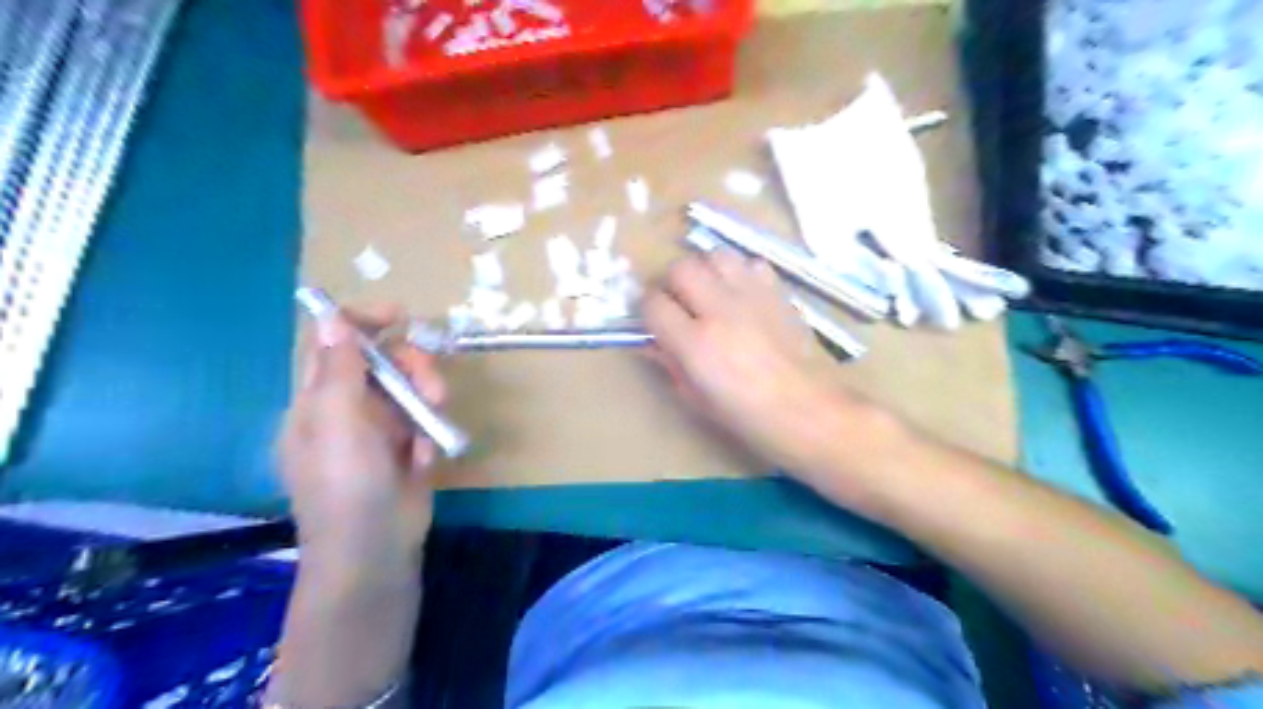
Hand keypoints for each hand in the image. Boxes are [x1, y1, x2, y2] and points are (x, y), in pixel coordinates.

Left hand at [278, 304, 444, 574]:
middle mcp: (346, 409)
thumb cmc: (346, 485)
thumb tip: (333, 317)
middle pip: (381, 362)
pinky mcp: (406, 449)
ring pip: (408, 389)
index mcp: (316, 400)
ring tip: (435, 420)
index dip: (361, 322)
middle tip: (432, 386)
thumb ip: (339, 370)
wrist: (375, 550)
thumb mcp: (338, 423)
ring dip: (427, 398)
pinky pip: (424, 422)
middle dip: (411, 366)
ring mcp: (378, 430)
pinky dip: (429, 434)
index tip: (399, 316)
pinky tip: (424, 459)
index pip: (332, 344)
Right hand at [646, 250, 881, 474]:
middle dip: (672, 283)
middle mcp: (721, 310)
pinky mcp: (777, 293)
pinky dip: (740, 272)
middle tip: (679, 304)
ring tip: (710, 292)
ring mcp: (752, 296)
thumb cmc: (747, 416)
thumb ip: (670, 365)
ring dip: (705, 270)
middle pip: (681, 268)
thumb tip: (652, 343)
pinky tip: (742, 294)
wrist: (808, 410)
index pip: (653, 304)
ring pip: (715, 255)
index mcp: (696, 344)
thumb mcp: (697, 399)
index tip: (653, 320)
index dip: (647, 310)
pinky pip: (751, 263)